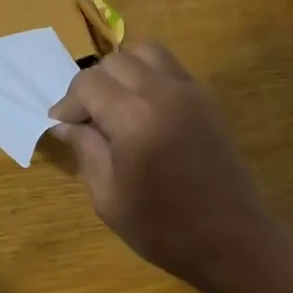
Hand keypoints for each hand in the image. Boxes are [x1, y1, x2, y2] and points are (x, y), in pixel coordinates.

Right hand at [48, 40, 278, 291]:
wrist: (231, 240)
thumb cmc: (163, 228)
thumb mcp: (108, 197)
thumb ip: (85, 150)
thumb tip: (66, 124)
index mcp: (134, 117)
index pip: (88, 83)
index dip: (68, 103)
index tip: (62, 127)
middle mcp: (163, 92)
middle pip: (115, 61)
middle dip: (92, 84)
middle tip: (86, 119)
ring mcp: (190, 92)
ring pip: (146, 52)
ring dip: (122, 71)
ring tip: (114, 105)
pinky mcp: (206, 100)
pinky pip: (170, 68)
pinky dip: (148, 75)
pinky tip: (141, 111)